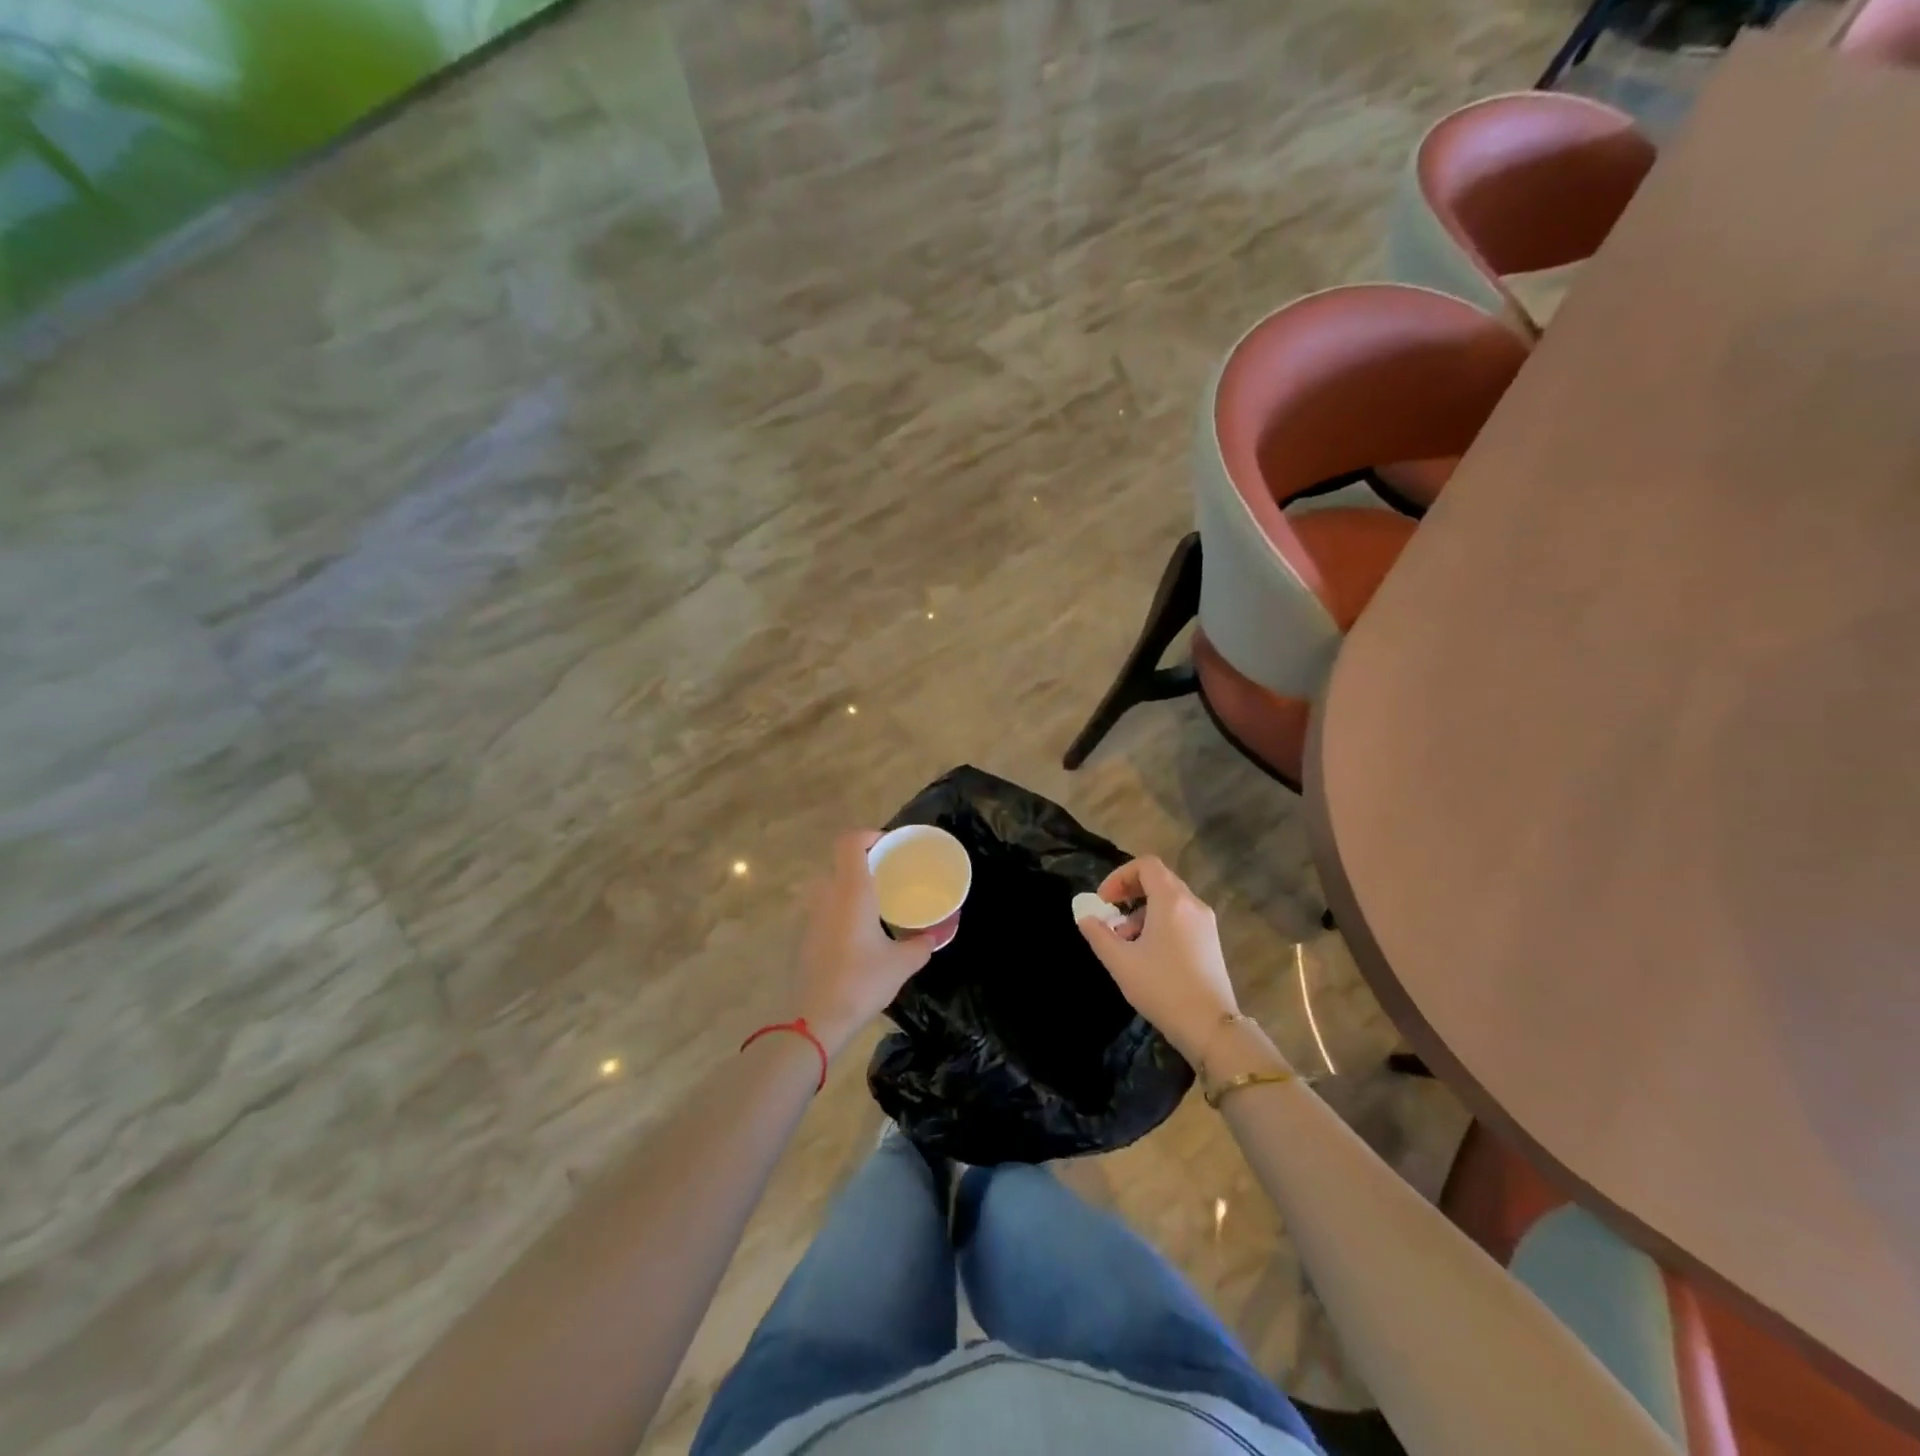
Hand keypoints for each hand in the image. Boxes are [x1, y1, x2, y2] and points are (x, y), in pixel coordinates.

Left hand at [789, 832, 937, 1056]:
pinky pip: (826, 908)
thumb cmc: (862, 981)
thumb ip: (921, 944)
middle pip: (841, 862)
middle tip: (890, 874)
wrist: (817, 1019)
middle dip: (866, 862)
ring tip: (878, 903)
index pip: (850, 842)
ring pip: (832, 886)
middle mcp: (828, 896)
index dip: (869, 835)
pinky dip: (843, 909)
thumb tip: (934, 937)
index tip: (890, 846)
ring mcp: (813, 916)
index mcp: (851, 891)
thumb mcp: (902, 963)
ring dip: (853, 887)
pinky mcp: (806, 936)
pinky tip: (861, 932)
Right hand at [1076, 856, 1239, 1064]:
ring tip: (1126, 939)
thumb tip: (1085, 916)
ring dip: (1143, 909)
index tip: (1104, 901)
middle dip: (1130, 891)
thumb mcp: (1121, 962)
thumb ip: (1098, 934)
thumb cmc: (1162, 988)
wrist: (1211, 1027)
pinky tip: (1148, 952)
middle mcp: (1192, 904)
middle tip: (1111, 914)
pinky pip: (1182, 916)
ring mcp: (1206, 922)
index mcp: (1171, 901)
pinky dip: (1161, 921)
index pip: (1145, 865)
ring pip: (1170, 899)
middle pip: (1159, 879)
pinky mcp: (1211, 940)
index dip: (1119, 876)